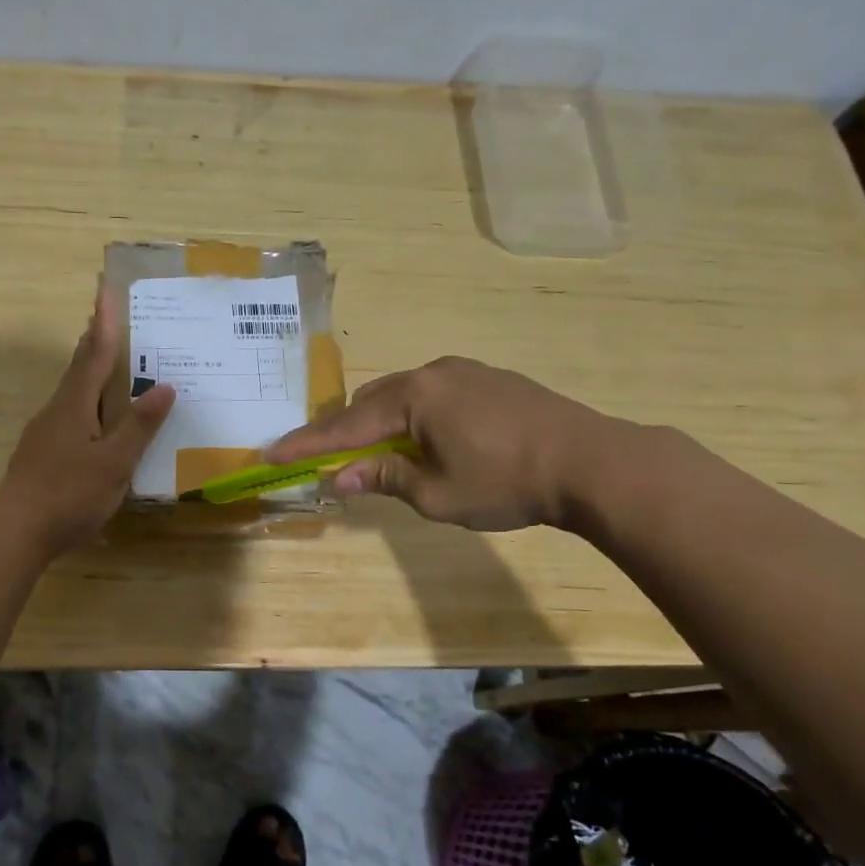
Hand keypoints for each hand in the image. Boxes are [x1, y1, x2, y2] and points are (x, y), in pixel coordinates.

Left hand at [0, 292, 176, 556]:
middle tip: (108, 316)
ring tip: (110, 362)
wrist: (16, 531)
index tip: (106, 289)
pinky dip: (88, 401)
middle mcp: (57, 410)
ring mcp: (45, 431)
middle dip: (94, 339)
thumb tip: (165, 386)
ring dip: (90, 369)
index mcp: (75, 404)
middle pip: (78, 366)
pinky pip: (71, 413)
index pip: (94, 352)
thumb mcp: (115, 462)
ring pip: (73, 391)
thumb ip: (139, 426)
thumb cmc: (69, 494)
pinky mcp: (42, 452)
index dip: (104, 322)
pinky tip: (97, 418)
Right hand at [265, 357, 608, 531]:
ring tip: (376, 455)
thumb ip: (385, 478)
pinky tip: (425, 440)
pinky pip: (431, 393)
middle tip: (326, 460)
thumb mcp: (438, 494)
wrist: (592, 461)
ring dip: (380, 423)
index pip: (345, 425)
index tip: (271, 455)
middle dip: (344, 432)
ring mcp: (463, 371)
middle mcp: (432, 372)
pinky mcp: (487, 378)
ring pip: (401, 395)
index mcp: (414, 397)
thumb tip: (339, 476)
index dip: (307, 444)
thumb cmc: (507, 482)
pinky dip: (412, 416)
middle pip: (370, 402)